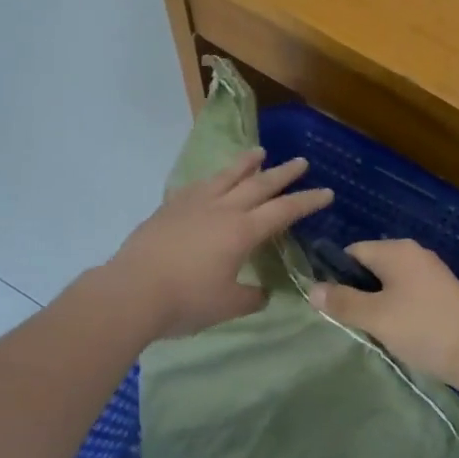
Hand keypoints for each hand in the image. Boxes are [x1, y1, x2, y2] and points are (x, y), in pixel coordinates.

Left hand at [107, 150, 333, 338]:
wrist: (132, 291)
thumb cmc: (185, 301)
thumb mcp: (227, 305)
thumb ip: (250, 296)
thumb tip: (262, 291)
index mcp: (242, 231)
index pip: (283, 211)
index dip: (307, 201)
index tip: (326, 192)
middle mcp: (222, 209)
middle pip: (259, 185)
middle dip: (283, 174)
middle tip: (301, 162)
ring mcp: (194, 204)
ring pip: (226, 176)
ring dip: (246, 164)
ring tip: (259, 152)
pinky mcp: (170, 208)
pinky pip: (198, 185)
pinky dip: (212, 179)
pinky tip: (212, 180)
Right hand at [308, 239, 458, 390]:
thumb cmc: (423, 328)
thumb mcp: (376, 317)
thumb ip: (342, 302)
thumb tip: (311, 290)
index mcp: (396, 250)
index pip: (353, 252)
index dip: (337, 275)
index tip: (331, 304)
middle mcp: (414, 253)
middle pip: (372, 266)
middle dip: (358, 292)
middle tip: (350, 321)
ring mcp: (432, 273)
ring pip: (391, 282)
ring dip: (379, 304)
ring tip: (373, 331)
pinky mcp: (444, 293)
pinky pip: (409, 294)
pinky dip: (399, 309)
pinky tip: (399, 333)